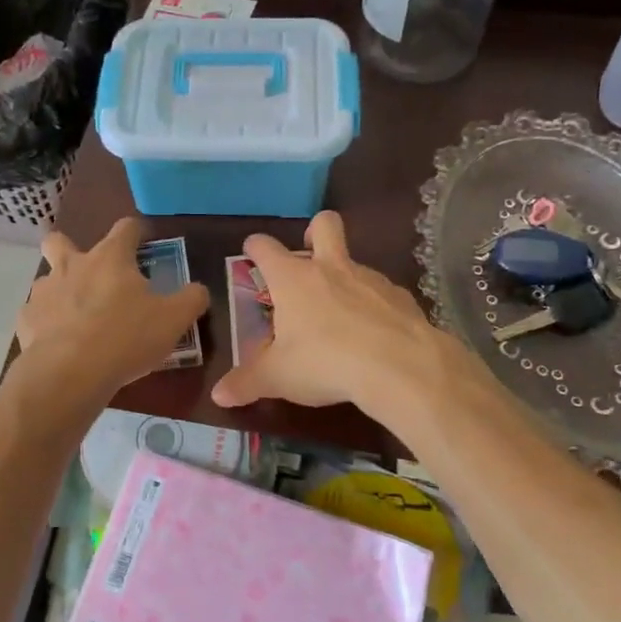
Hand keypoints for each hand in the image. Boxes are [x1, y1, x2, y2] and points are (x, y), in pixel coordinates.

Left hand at [11, 218, 208, 411]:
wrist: (70, 373)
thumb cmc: (127, 338)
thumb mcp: (174, 320)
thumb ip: (191, 299)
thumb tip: (198, 290)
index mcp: (110, 258)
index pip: (125, 228)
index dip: (136, 231)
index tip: (143, 241)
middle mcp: (72, 265)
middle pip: (60, 241)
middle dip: (70, 247)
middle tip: (89, 272)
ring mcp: (44, 292)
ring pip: (47, 280)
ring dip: (60, 291)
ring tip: (76, 318)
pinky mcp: (27, 320)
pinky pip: (36, 315)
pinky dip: (47, 324)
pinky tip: (59, 344)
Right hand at [212, 211, 447, 412]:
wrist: (400, 367)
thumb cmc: (325, 363)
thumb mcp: (278, 378)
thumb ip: (247, 384)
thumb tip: (219, 396)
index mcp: (293, 279)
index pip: (266, 248)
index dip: (256, 247)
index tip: (252, 250)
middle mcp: (331, 268)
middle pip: (324, 225)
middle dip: (314, 232)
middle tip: (308, 253)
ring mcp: (370, 279)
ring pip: (354, 262)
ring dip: (344, 278)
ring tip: (339, 315)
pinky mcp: (401, 297)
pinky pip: (381, 292)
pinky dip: (373, 306)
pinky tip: (373, 335)